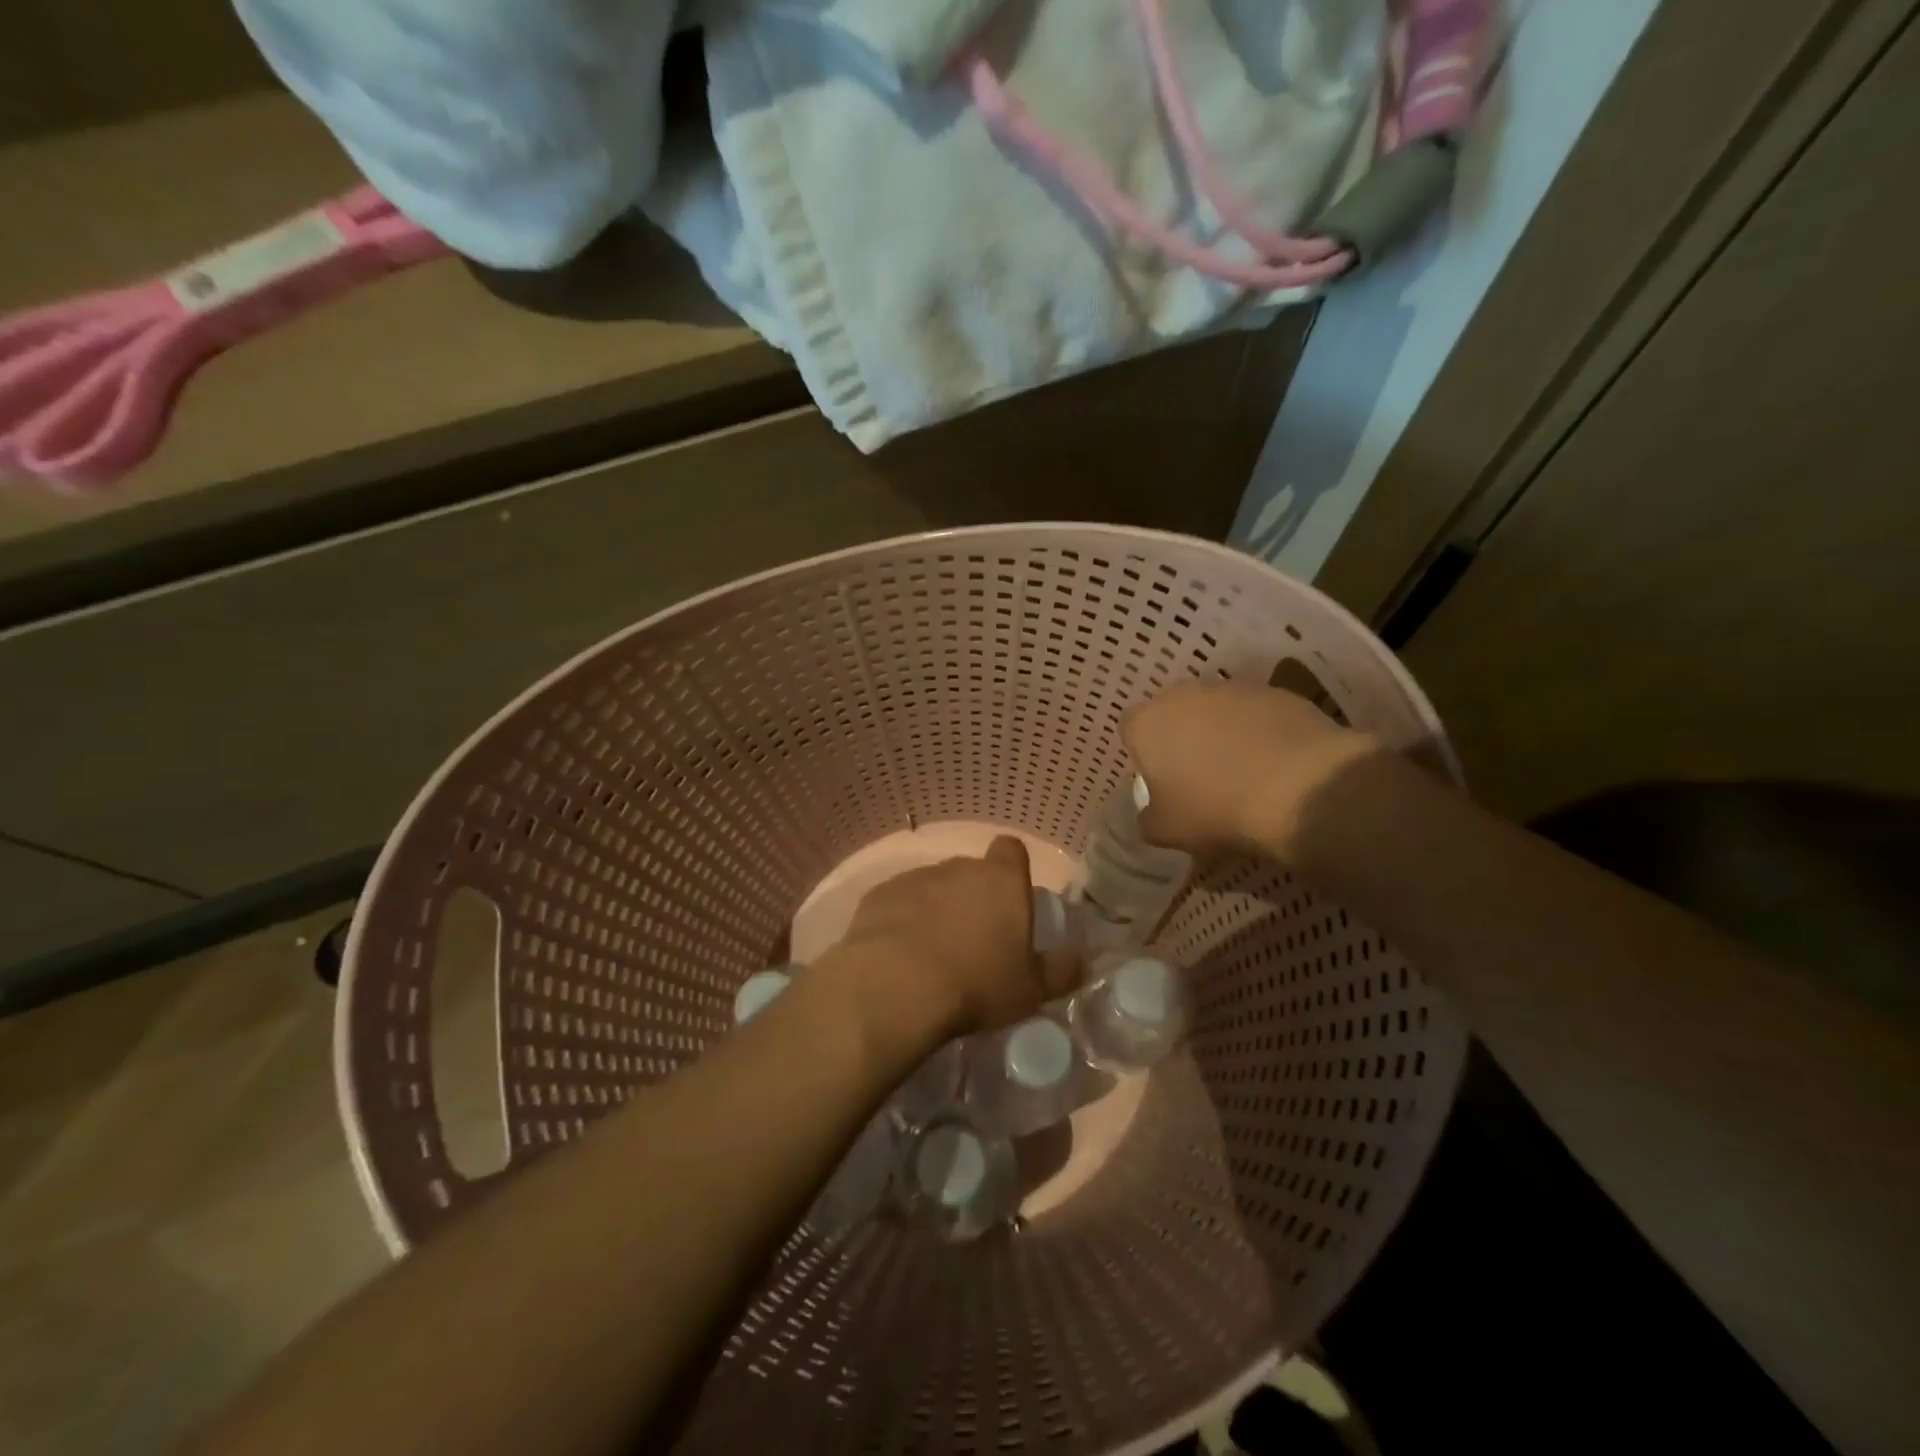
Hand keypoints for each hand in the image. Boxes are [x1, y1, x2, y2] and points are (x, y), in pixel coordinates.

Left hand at [828, 837, 1081, 1052]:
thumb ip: (1061, 971)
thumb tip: (1083, 959)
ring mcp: (916, 878)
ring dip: (936, 910)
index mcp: (1002, 881)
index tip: (1011, 901)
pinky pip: (899, 902)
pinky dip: (902, 920)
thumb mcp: (1030, 990)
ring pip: (933, 887)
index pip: (1012, 850)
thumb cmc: (976, 985)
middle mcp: (959, 868)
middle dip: (974, 898)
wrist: (896, 986)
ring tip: (932, 955)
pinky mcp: (879, 895)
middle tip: (974, 942)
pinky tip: (899, 956)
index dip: (1013, 870)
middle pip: (972, 872)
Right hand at [1122, 681, 1374, 856]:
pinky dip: (1259, 731)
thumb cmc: (1215, 809)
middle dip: (1181, 737)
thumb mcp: (1165, 830)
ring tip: (1243, 770)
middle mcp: (1183, 693)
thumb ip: (1148, 818)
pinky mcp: (1275, 691)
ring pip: (1215, 709)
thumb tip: (1152, 812)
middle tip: (1198, 775)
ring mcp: (1232, 687)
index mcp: (1147, 723)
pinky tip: (1275, 763)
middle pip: (1173, 712)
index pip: (1130, 729)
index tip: (1161, 780)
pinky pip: (1255, 712)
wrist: (1300, 789)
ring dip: (1221, 731)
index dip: (1143, 754)